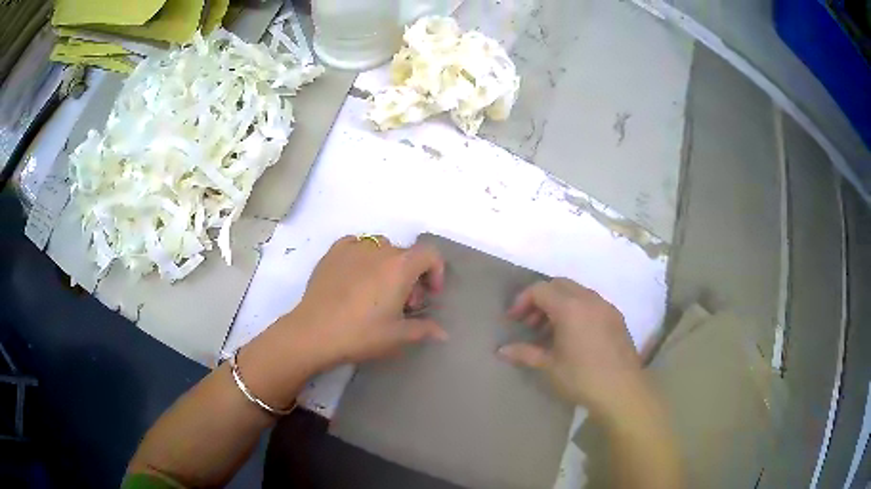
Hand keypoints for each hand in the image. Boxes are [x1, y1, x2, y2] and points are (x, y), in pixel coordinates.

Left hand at [290, 235, 448, 368]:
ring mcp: (353, 247)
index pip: (429, 254)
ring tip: (377, 291)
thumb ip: (424, 329)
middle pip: (405, 255)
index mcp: (400, 266)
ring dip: (388, 265)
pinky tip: (356, 276)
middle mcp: (379, 250)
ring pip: (381, 248)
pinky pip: (356, 245)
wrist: (314, 332)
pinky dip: (363, 256)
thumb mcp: (398, 336)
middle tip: (402, 304)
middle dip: (411, 277)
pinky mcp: (332, 253)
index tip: (430, 295)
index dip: (436, 271)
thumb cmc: (361, 334)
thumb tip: (443, 333)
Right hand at [498, 278, 650, 417]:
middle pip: (559, 284)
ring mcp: (606, 306)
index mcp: (570, 307)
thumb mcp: (549, 366)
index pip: (540, 290)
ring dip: (559, 304)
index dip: (522, 301)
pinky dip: (576, 309)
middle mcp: (589, 299)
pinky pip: (591, 302)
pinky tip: (573, 334)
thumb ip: (525, 353)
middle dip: (540, 299)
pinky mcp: (616, 317)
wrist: (622, 390)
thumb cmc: (582, 378)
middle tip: (530, 323)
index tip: (513, 320)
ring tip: (550, 331)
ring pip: (577, 292)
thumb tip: (500, 351)